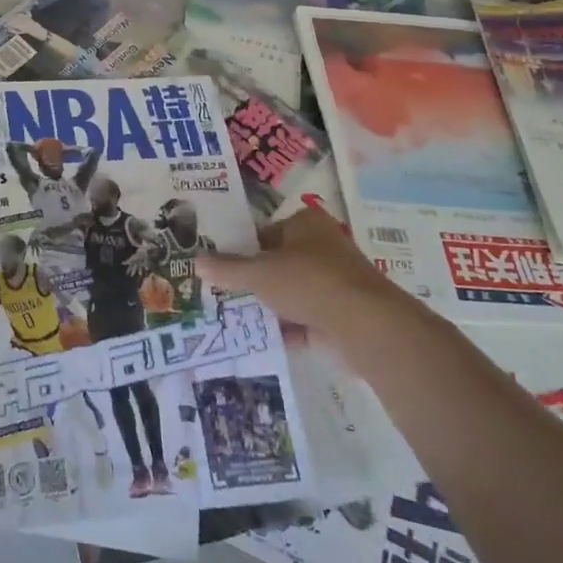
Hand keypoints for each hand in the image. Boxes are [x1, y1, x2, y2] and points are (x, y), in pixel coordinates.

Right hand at [196, 206, 401, 344]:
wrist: (365, 325)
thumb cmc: (308, 281)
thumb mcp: (259, 273)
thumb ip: (228, 269)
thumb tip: (196, 262)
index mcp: (306, 223)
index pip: (265, 232)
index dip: (242, 249)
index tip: (221, 268)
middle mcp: (324, 245)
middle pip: (279, 262)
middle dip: (256, 280)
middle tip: (225, 293)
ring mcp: (337, 280)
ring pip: (293, 291)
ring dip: (272, 305)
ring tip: (238, 318)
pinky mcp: (345, 313)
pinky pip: (308, 317)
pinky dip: (289, 328)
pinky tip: (264, 339)